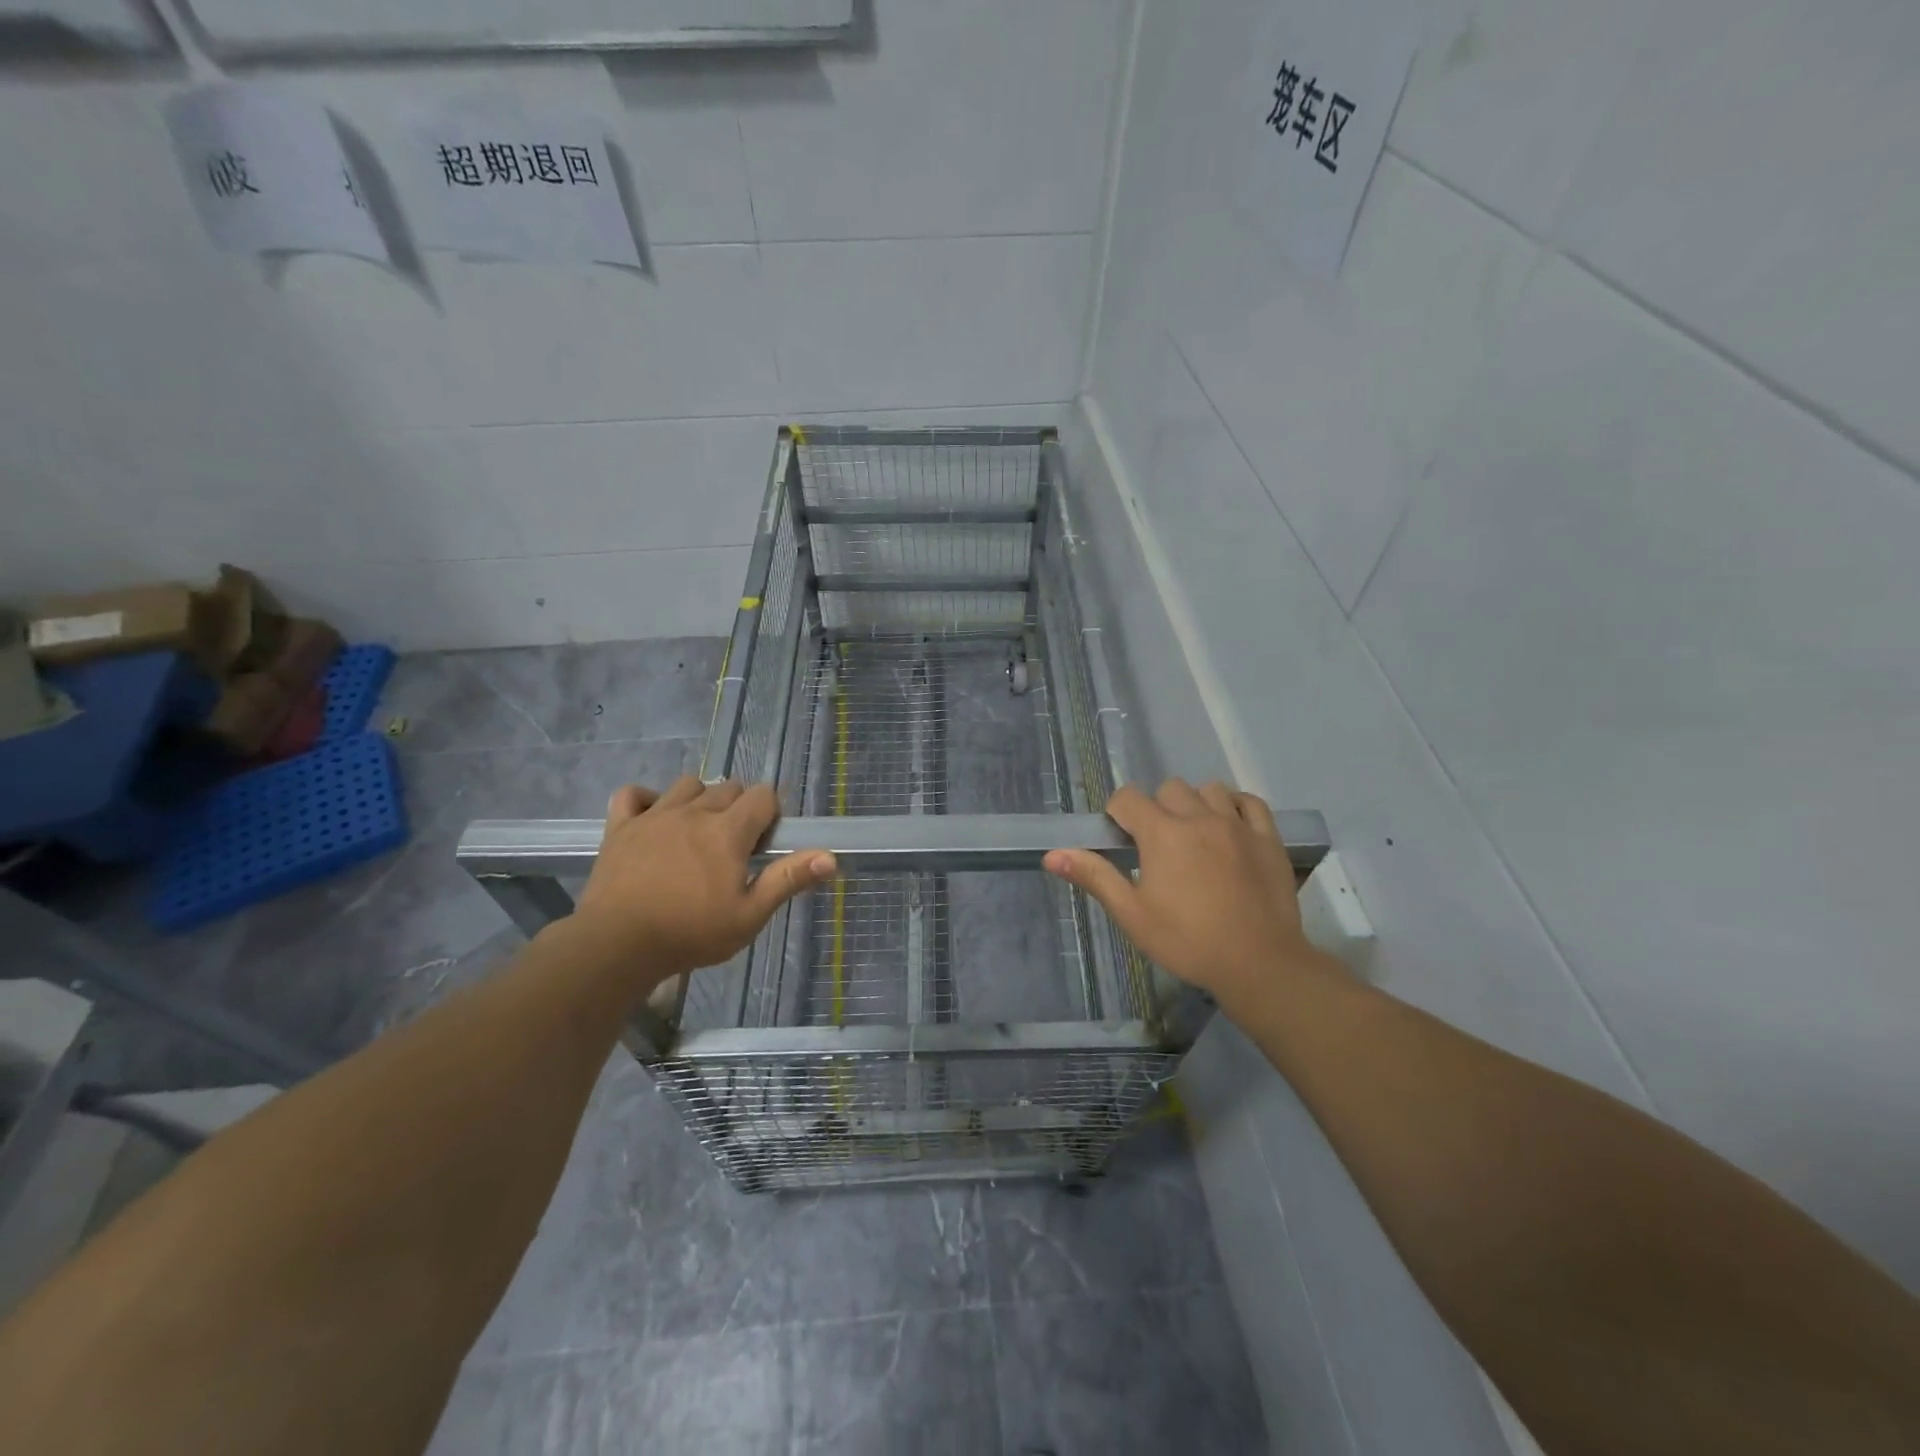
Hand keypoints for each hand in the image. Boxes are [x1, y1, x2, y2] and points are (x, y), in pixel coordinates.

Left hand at [573, 777, 835, 979]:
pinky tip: (653, 819)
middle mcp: (694, 812)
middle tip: (733, 846)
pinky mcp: (620, 827)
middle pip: (727, 787)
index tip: (763, 843)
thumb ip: (787, 880)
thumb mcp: (749, 915)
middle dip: (739, 808)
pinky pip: (633, 794)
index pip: (762, 795)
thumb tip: (830, 857)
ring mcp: (654, 815)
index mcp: (728, 831)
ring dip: (700, 799)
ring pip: (687, 784)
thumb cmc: (690, 933)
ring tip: (698, 832)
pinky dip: (646, 800)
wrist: (616, 946)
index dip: (770, 813)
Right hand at [1043, 779, 1335, 1013]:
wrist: (1259, 964)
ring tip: (1194, 835)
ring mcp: (1238, 824)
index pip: (1128, 798)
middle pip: (1169, 789)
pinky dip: (1236, 806)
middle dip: (1157, 808)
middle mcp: (1199, 817)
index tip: (1121, 840)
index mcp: (1162, 833)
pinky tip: (1230, 826)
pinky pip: (1250, 802)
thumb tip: (1052, 855)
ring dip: (1195, 804)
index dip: (1118, 813)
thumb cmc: (1187, 941)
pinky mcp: (1268, 838)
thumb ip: (1094, 877)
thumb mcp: (1132, 914)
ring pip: (1209, 790)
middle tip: (1157, 845)